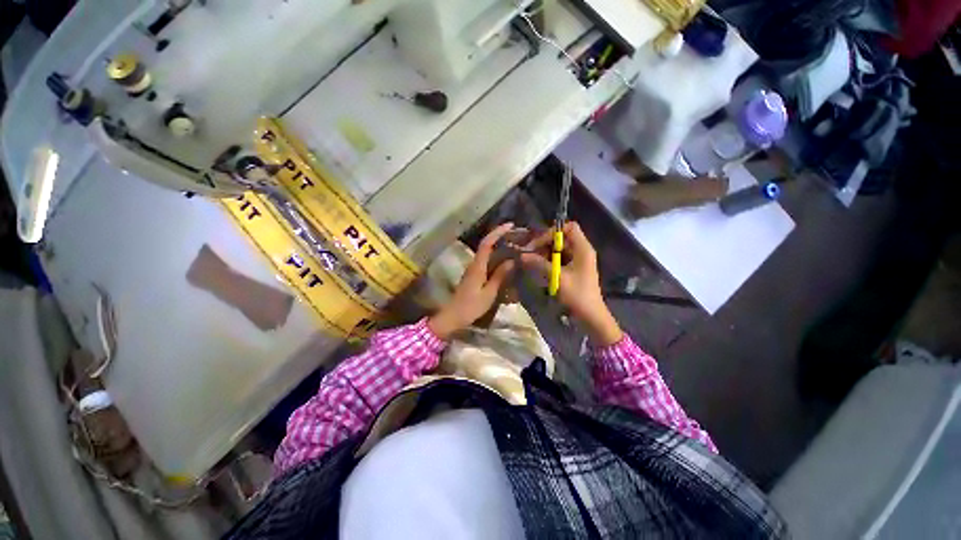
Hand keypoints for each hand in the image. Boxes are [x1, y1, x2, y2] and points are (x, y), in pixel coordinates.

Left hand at [428, 223, 516, 339]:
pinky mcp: (474, 275)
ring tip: (514, 245)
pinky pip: (486, 260)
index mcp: (478, 266)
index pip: (487, 243)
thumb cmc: (471, 306)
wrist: (453, 316)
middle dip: (500, 236)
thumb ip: (499, 276)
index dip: (498, 232)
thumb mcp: (489, 293)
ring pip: (486, 252)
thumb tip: (511, 261)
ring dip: (498, 246)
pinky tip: (505, 260)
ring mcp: (473, 269)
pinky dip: (496, 256)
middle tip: (516, 235)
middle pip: (486, 244)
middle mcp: (474, 264)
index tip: (510, 225)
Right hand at [521, 222, 622, 346]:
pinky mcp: (573, 269)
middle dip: (545, 243)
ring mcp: (577, 260)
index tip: (538, 243)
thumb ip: (539, 264)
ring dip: (545, 253)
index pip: (569, 227)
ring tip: (531, 260)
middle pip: (561, 238)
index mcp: (583, 248)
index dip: (553, 232)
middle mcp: (581, 250)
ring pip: (558, 249)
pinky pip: (559, 258)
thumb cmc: (577, 295)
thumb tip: (522, 255)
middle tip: (530, 253)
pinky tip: (538, 267)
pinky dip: (548, 261)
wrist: (590, 316)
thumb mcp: (557, 277)